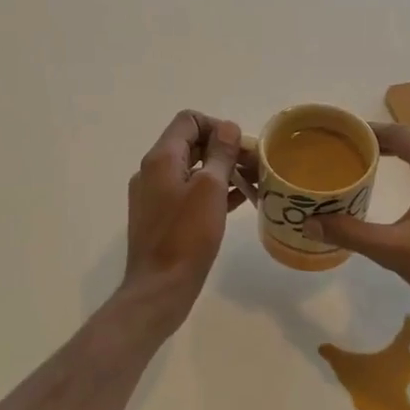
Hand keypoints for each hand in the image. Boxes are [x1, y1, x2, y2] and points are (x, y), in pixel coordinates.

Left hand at [120, 110, 245, 335]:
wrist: (160, 288)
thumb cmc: (187, 236)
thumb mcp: (210, 189)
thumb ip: (220, 154)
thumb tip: (227, 127)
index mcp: (161, 158)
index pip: (188, 121)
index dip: (217, 127)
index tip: (241, 148)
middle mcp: (153, 171)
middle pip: (191, 145)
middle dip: (225, 150)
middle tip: (256, 166)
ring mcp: (156, 196)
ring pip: (193, 171)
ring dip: (222, 171)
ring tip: (254, 183)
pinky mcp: (163, 218)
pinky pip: (191, 193)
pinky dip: (214, 191)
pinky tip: (239, 201)